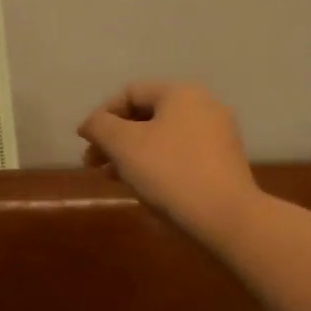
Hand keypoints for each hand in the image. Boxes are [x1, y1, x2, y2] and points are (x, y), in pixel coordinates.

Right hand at [77, 81, 260, 244]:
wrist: (225, 217)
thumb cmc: (169, 172)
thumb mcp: (123, 145)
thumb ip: (100, 126)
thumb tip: (90, 124)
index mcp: (181, 94)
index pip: (130, 93)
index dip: (102, 116)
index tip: (85, 143)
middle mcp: (203, 107)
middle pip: (147, 116)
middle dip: (115, 139)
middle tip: (93, 164)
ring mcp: (217, 136)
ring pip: (162, 138)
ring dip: (132, 154)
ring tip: (112, 178)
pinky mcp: (223, 164)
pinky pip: (180, 156)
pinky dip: (156, 165)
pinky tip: (142, 187)